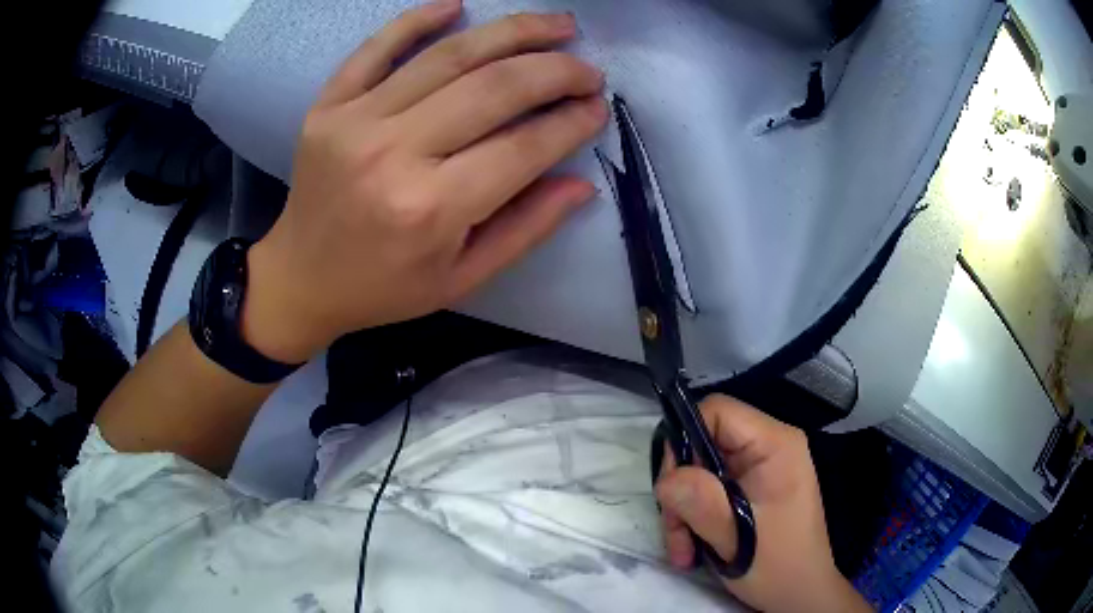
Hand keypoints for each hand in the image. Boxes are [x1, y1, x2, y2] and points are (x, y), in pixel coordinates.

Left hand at [241, 0, 606, 362]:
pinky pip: (377, 47)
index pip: (522, 147)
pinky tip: (457, 6)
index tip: (597, 107)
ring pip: (448, 56)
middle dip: (555, 70)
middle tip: (587, 69)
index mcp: (431, 209)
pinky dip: (418, 19)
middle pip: (493, 88)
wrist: (300, 278)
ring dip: (512, 31)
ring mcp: (355, 121)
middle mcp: (394, 155)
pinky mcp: (329, 105)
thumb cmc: (383, 287)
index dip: (570, 123)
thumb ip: (525, 229)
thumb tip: (581, 183)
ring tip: (556, 24)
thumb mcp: (462, 279)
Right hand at [655, 395, 871, 612]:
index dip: (685, 440)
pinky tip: (694, 549)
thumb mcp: (736, 537)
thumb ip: (700, 502)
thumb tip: (667, 479)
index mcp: (775, 445)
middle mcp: (768, 447)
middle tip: (676, 531)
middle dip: (682, 490)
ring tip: (685, 550)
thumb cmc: (778, 566)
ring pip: (701, 471)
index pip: (717, 411)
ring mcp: (759, 469)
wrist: (800, 594)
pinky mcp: (751, 488)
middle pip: (703, 444)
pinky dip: (695, 518)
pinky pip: (710, 490)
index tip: (672, 488)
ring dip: (684, 511)